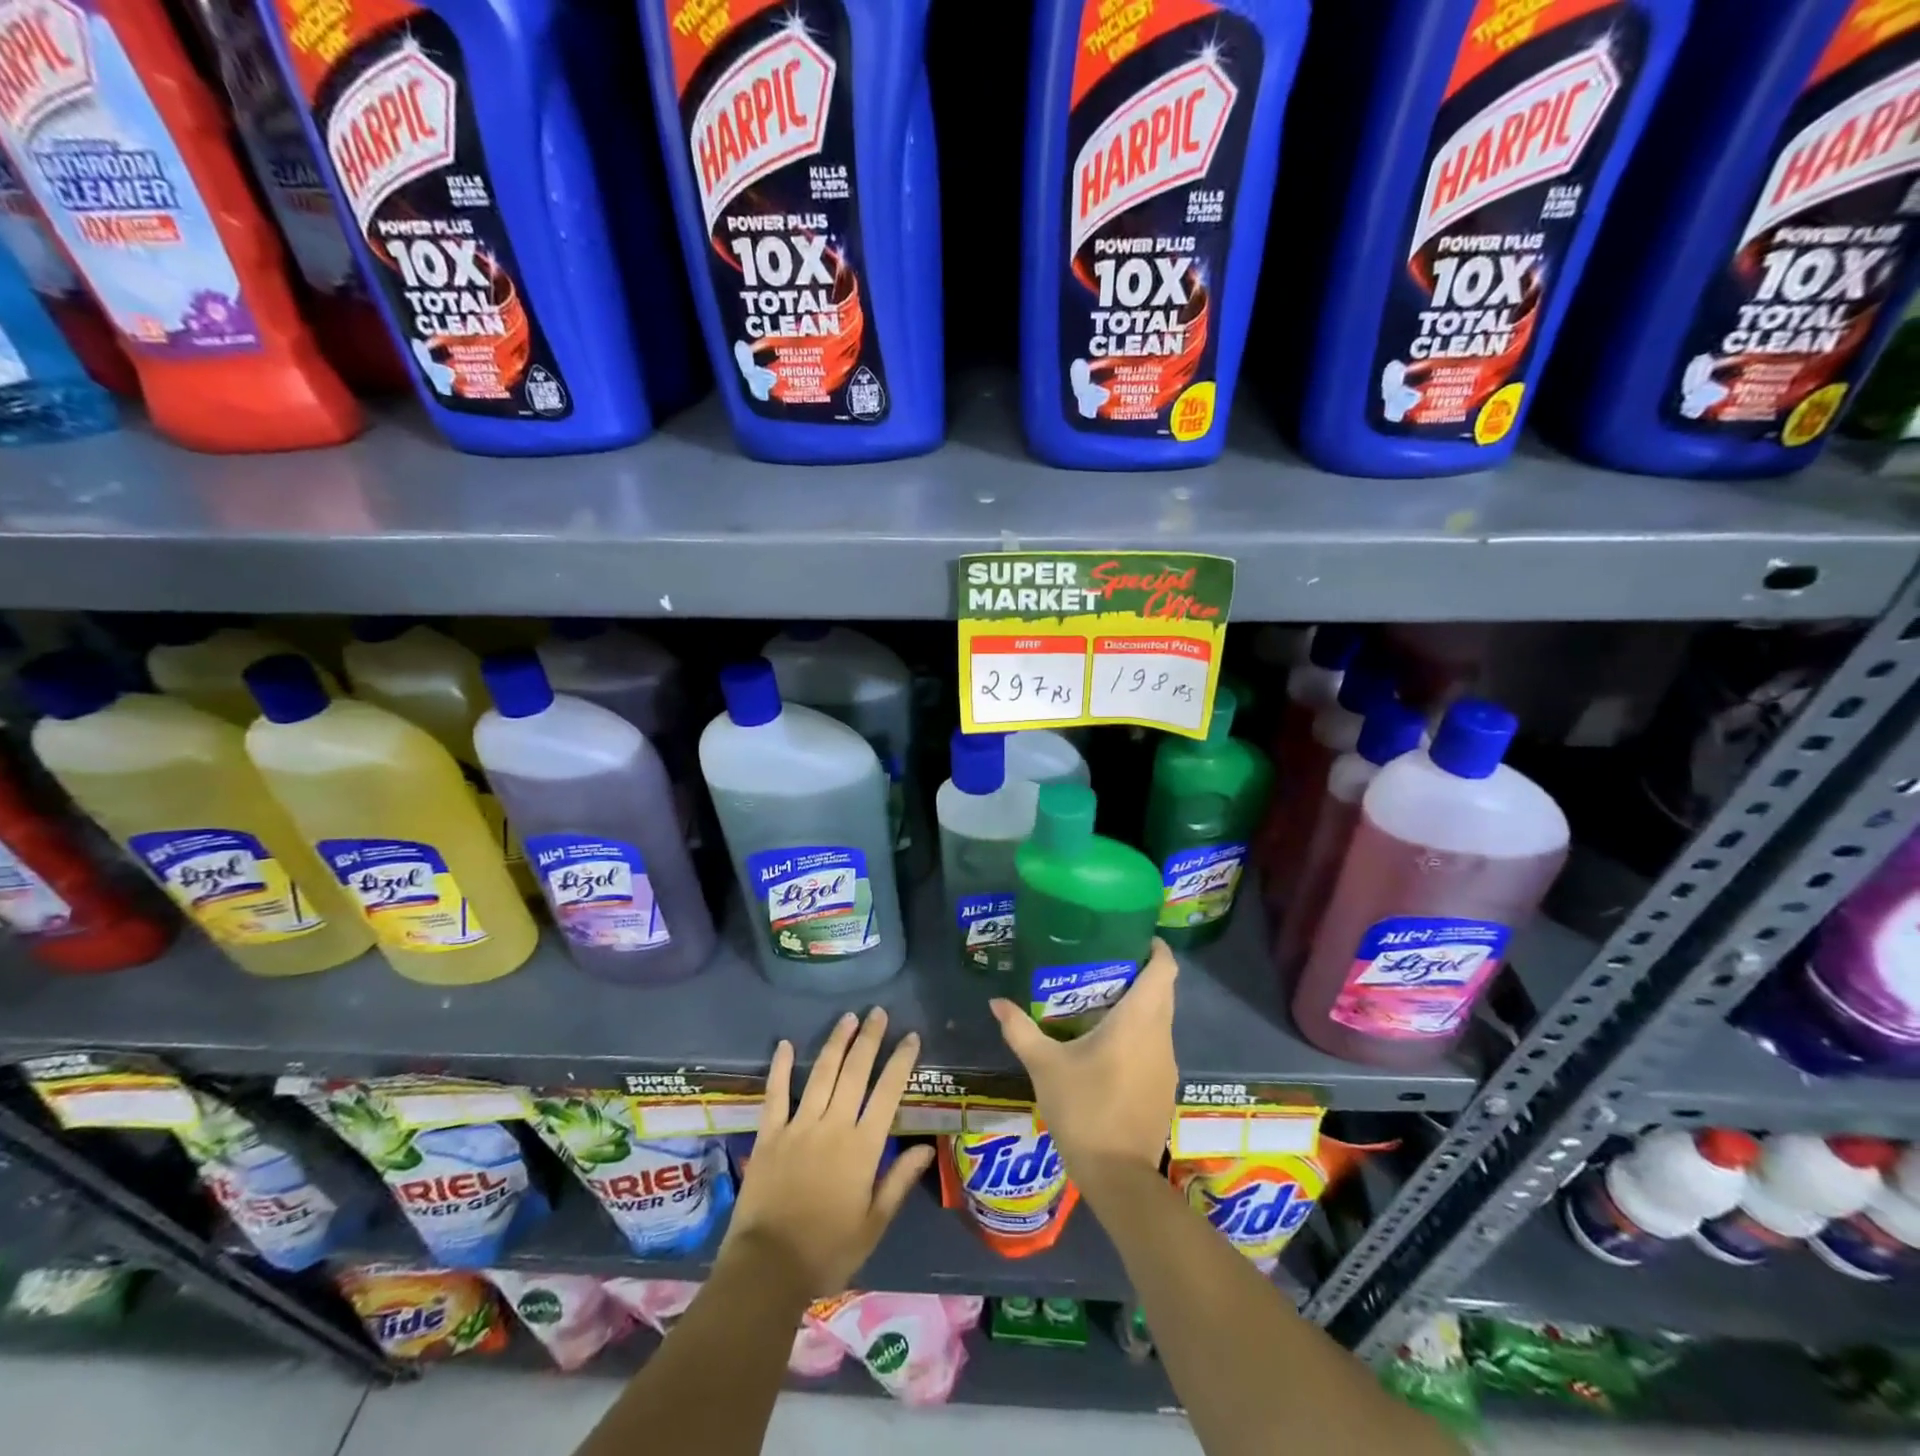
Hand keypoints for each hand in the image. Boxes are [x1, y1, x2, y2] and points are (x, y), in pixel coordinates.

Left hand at [717, 1008, 935, 1299]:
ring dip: (836, 1043)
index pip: (888, 1093)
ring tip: (848, 1017)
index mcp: (862, 1148)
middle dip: (869, 1039)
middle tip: (878, 1012)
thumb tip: (925, 1146)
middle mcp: (833, 1126)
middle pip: (855, 1072)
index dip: (900, 1062)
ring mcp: (799, 1126)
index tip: (910, 1036)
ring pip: (822, 1074)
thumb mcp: (873, 1225)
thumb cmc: (827, 1251)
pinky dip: (781, 1068)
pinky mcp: (769, 1134)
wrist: (767, 1269)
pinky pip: (776, 1094)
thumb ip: (899, 1181)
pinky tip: (786, 1044)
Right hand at [989, 938, 1177, 1186]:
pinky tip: (1111, 1043)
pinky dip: (1141, 1032)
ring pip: (1162, 1019)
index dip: (1156, 948)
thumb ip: (1020, 1029)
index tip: (1134, 936)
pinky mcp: (1165, 1087)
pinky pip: (1157, 1044)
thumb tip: (996, 1001)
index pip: (1164, 970)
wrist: (1118, 1176)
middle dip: (1143, 972)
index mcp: (1139, 1021)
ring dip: (1142, 1004)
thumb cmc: (1083, 1109)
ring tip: (1103, 998)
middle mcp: (1161, 1036)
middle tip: (1106, 962)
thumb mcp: (1044, 1066)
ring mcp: (1168, 1063)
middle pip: (1164, 991)